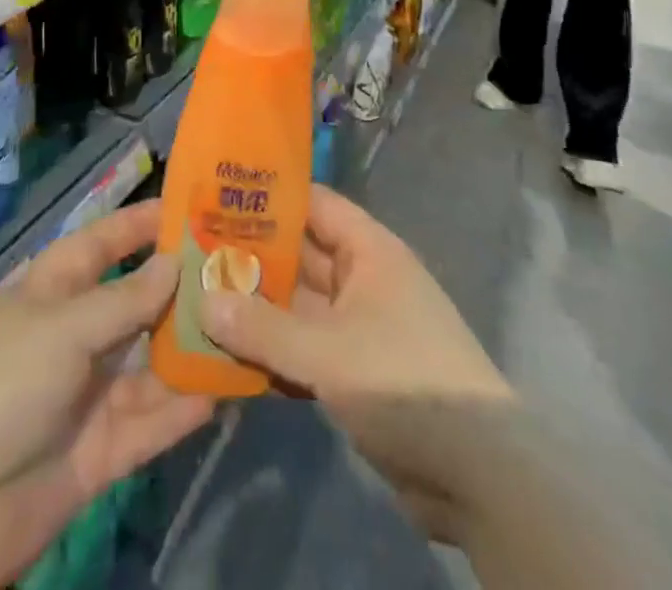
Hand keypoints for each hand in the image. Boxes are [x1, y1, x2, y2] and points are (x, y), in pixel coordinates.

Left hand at [0, 201, 213, 589]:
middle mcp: (75, 335)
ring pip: (152, 362)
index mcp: (55, 289)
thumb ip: (125, 300)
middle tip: (247, 270)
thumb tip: (176, 262)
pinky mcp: (99, 452)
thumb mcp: (61, 328)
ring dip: (192, 348)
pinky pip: (150, 422)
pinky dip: (183, 408)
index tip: (199, 205)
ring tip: (251, 327)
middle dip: (184, 287)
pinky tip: (227, 389)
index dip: (146, 222)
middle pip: (139, 301)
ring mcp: (87, 394)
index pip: (107, 241)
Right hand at [199, 187, 515, 542]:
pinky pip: (305, 348)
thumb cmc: (404, 381)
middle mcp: (363, 280)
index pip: (315, 205)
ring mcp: (360, 328)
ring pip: (298, 307)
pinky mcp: (355, 373)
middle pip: (301, 257)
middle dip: (252, 258)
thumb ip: (263, 327)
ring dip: (257, 309)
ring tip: (198, 301)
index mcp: (369, 251)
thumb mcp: (327, 351)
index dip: (270, 198)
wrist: (478, 475)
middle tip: (193, 253)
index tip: (218, 196)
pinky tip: (228, 356)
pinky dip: (273, 350)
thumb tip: (202, 299)